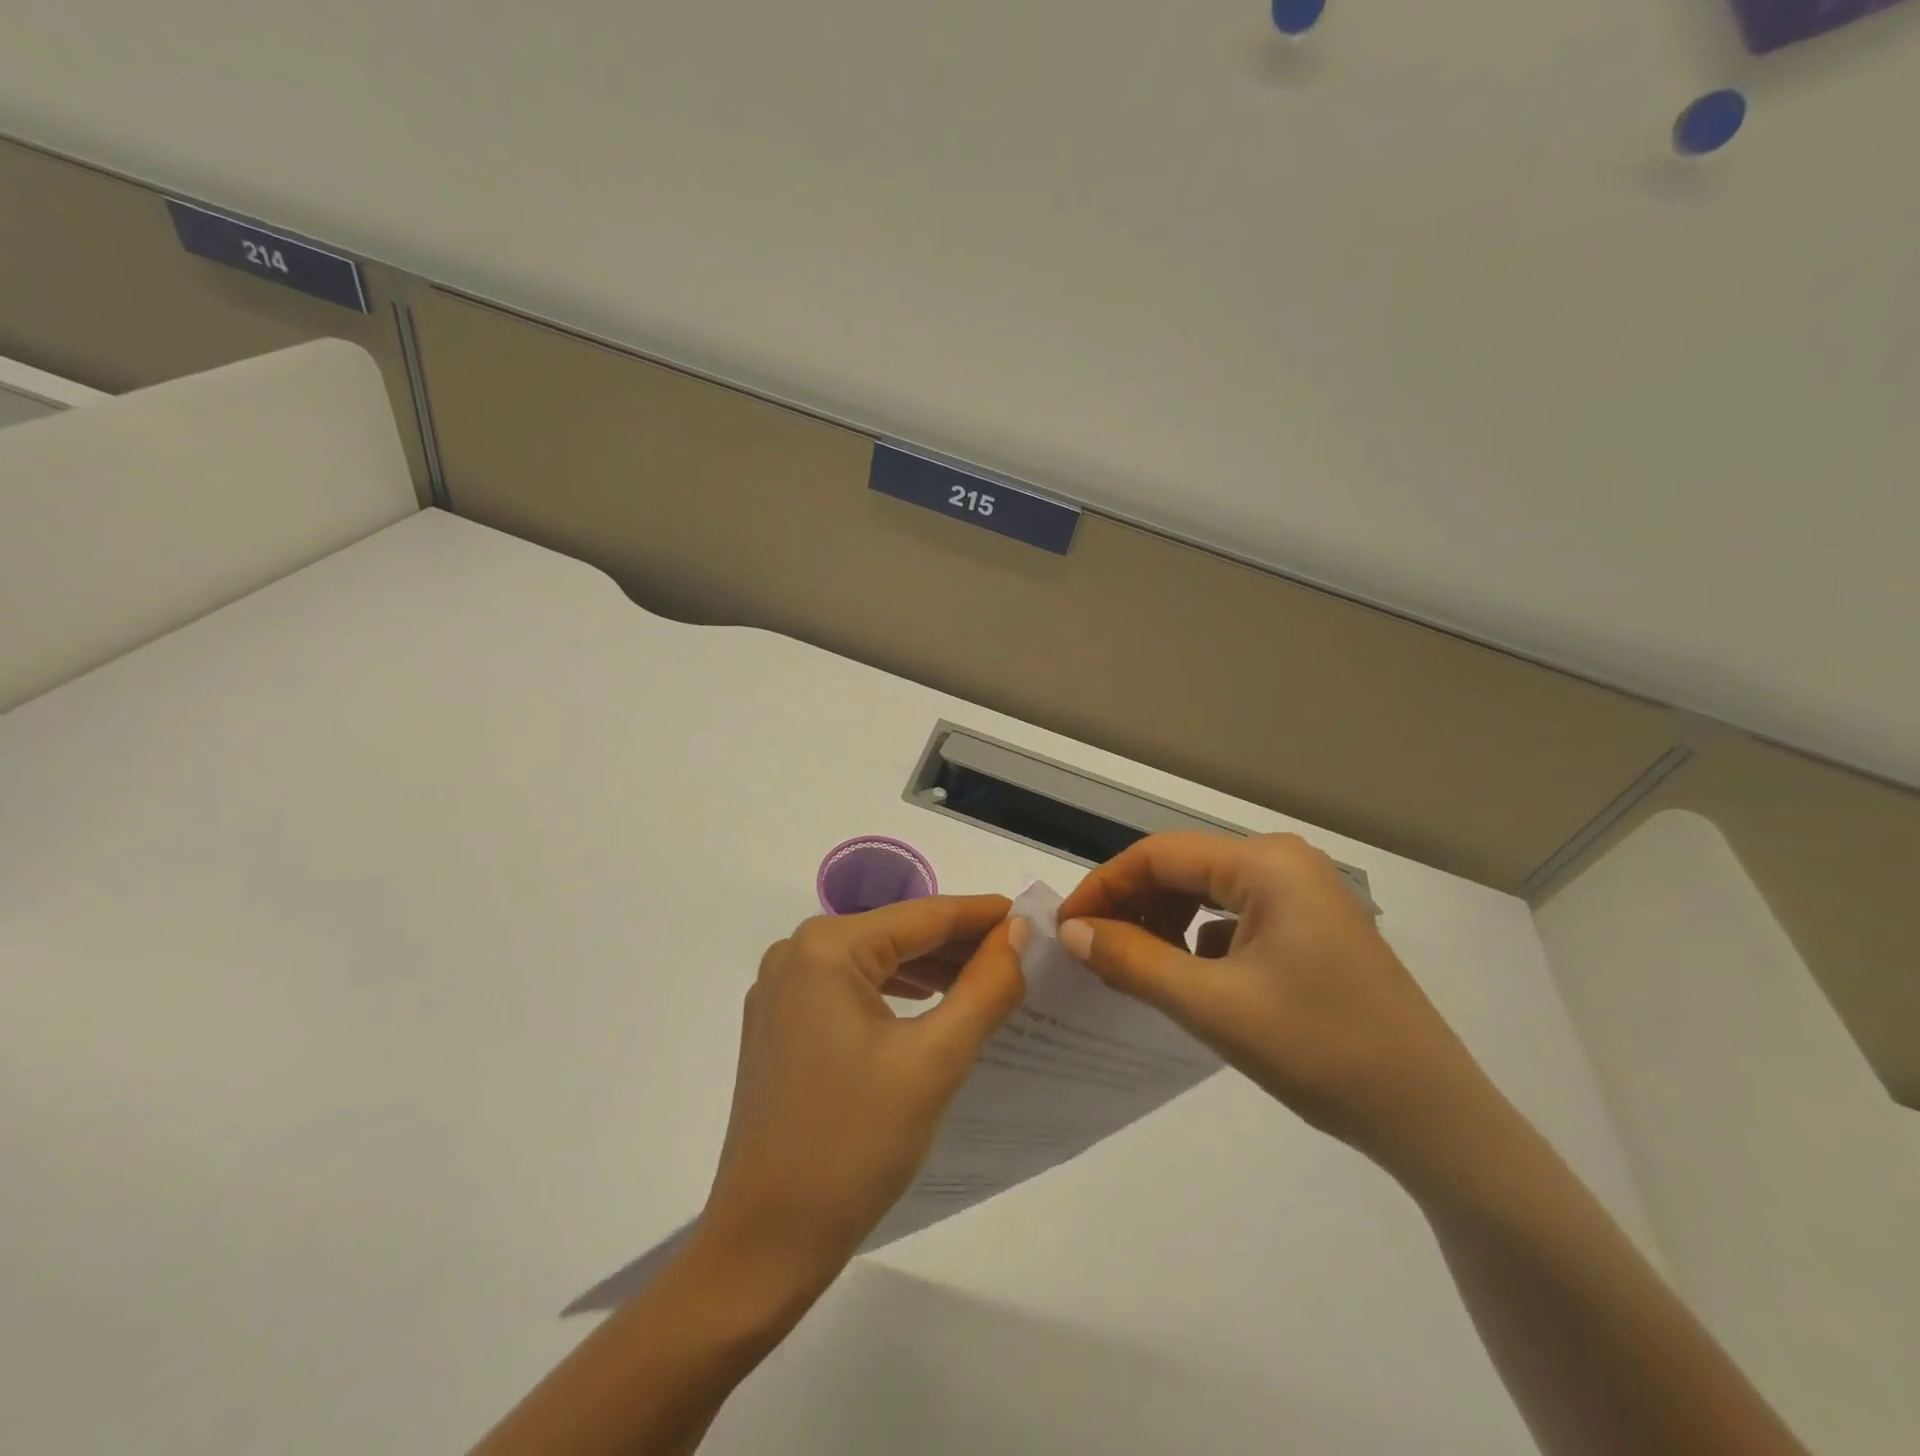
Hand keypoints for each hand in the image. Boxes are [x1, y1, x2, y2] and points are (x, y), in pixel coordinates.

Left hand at [690, 895, 1026, 1309]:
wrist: (765, 1243)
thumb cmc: (854, 1145)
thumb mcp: (936, 1060)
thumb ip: (986, 986)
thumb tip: (1016, 930)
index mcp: (827, 948)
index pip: (924, 915)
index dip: (983, 914)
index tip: (1034, 915)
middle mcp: (796, 953)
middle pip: (897, 934)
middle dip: (959, 943)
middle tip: (1022, 953)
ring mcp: (781, 990)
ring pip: (875, 962)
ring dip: (931, 969)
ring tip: (989, 978)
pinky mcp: (780, 1025)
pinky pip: (850, 990)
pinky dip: (896, 993)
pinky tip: (932, 1004)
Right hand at [1055, 832, 1480, 1170]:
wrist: (1432, 1117)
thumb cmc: (1319, 1049)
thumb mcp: (1210, 1005)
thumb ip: (1132, 960)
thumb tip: (1071, 931)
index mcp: (1266, 863)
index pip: (1158, 855)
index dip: (1104, 886)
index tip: (1066, 927)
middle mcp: (1285, 862)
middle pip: (1183, 869)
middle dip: (1132, 905)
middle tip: (1092, 950)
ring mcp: (1304, 894)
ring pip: (1208, 894)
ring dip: (1163, 923)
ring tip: (1134, 966)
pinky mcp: (1312, 927)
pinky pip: (1235, 918)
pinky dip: (1199, 940)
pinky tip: (1186, 977)